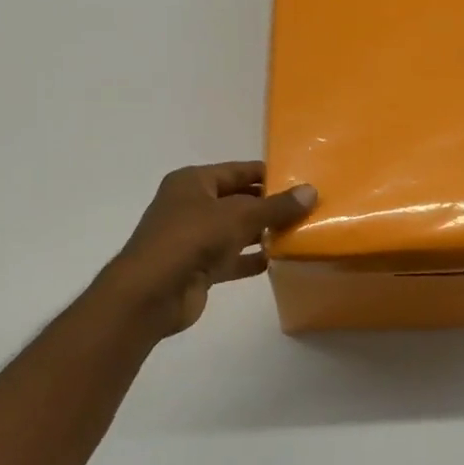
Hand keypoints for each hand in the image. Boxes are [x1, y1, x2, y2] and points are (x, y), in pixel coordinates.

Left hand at [102, 162, 316, 337]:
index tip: (302, 180)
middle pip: (239, 200)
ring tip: (301, 232)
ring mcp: (194, 238)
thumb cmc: (191, 239)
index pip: (238, 171)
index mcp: (193, 182)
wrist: (152, 293)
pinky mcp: (199, 267)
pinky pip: (232, 257)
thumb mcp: (239, 216)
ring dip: (264, 232)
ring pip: (236, 230)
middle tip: (308, 208)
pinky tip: (280, 260)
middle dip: (270, 205)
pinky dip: (252, 258)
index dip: (268, 174)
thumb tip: (312, 191)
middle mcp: (192, 205)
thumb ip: (276, 206)